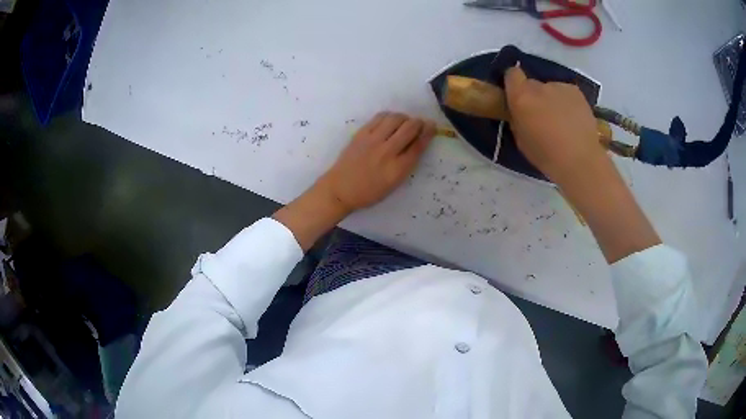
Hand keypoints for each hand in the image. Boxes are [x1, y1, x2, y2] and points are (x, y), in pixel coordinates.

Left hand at [274, 112, 434, 250]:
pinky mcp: (361, 134)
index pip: (419, 145)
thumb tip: (417, 143)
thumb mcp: (394, 183)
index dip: (428, 133)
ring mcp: (373, 140)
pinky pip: (380, 117)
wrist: (341, 189)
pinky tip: (391, 121)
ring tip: (405, 123)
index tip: (432, 127)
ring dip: (405, 118)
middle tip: (420, 124)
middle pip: (410, 128)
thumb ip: (407, 163)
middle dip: (419, 123)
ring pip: (396, 118)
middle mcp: (387, 152)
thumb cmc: (369, 191)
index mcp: (397, 169)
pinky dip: (390, 116)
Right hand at [505, 65, 606, 185]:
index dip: (513, 83)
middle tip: (541, 115)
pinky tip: (573, 120)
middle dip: (534, 96)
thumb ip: (518, 118)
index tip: (516, 96)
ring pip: (550, 89)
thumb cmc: (547, 156)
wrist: (581, 161)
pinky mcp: (576, 92)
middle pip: (532, 84)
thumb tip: (520, 111)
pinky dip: (567, 102)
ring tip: (561, 121)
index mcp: (521, 97)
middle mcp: (539, 86)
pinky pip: (566, 93)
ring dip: (552, 100)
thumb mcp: (521, 140)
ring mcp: (560, 87)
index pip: (511, 74)